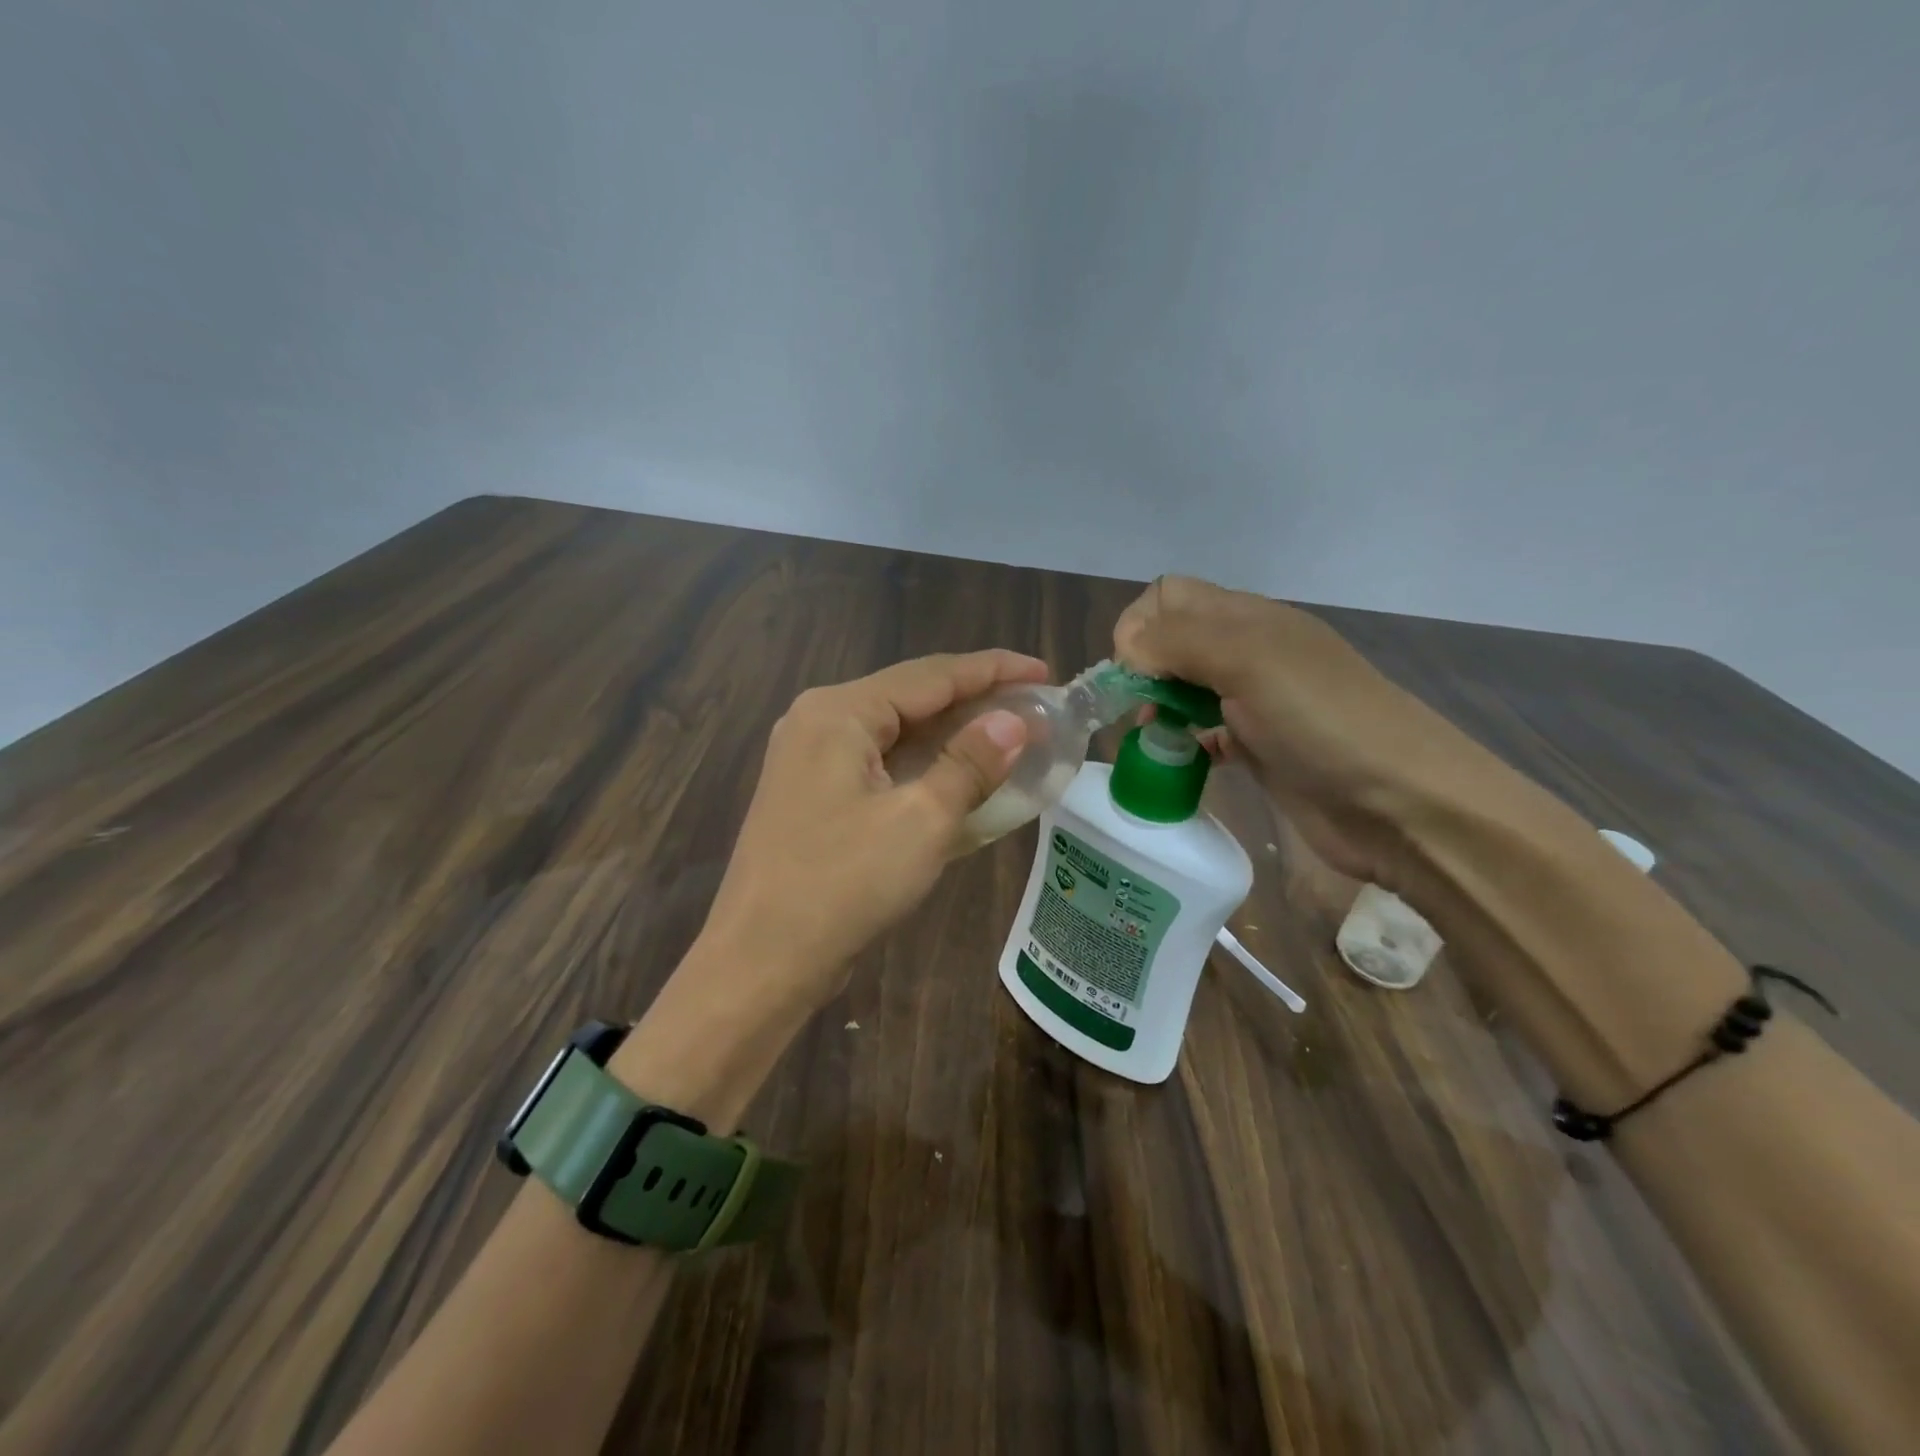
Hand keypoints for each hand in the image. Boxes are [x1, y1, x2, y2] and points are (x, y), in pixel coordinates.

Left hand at [698, 651, 1048, 1011]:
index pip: (930, 675)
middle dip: (973, 700)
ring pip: (895, 732)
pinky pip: (879, 763)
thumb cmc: (843, 884)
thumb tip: (1014, 722)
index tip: (1043, 671)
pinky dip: (922, 765)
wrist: (762, 961)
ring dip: (950, 734)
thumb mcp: (921, 821)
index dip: (992, 670)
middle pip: (910, 697)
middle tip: (1033, 706)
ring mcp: (810, 759)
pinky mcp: (813, 794)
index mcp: (839, 712)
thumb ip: (970, 764)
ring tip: (1007, 735)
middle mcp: (819, 721)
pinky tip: (957, 773)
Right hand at [1113, 576, 1499, 886]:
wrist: (1402, 805)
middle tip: (1139, 707)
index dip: (1140, 625)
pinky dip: (1185, 742)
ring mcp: (1256, 703)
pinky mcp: (1259, 748)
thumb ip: (1179, 642)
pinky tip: (1184, 760)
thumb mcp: (1249, 661)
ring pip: (1185, 688)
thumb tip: (1127, 649)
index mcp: (1248, 619)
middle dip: (1144, 668)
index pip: (1171, 595)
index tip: (1133, 670)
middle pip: (1174, 640)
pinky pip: (1205, 734)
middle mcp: (1249, 652)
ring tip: (1154, 736)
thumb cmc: (1322, 722)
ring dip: (1160, 706)